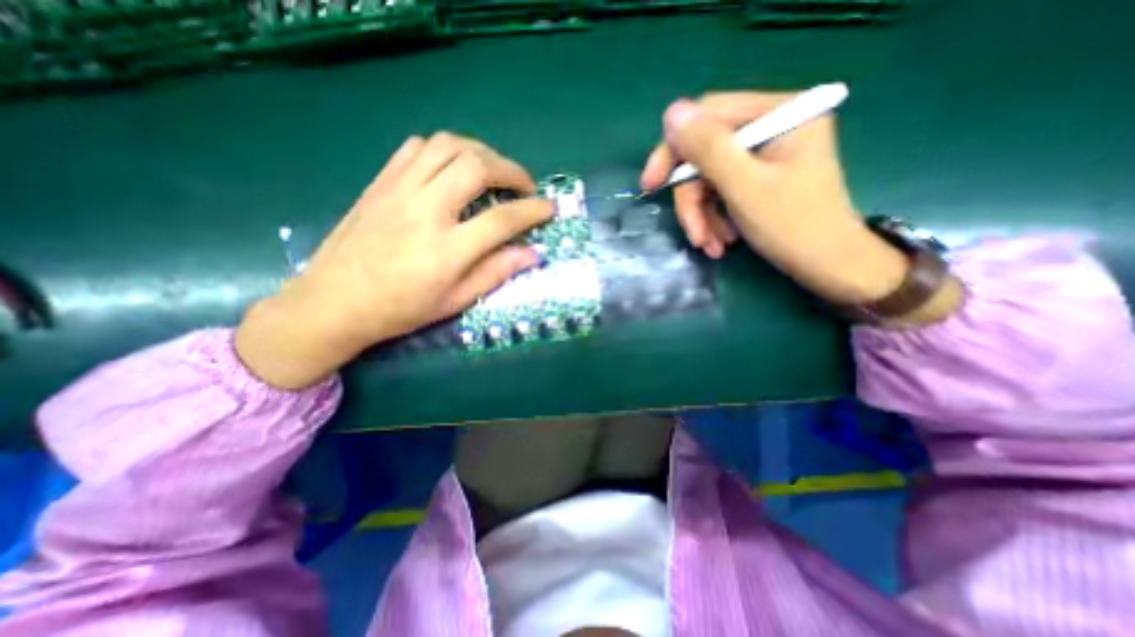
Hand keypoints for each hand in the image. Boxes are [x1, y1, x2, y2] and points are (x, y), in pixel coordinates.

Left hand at [237, 133, 554, 388]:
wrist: (332, 302)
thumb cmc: (399, 310)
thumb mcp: (454, 302)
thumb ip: (495, 273)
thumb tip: (532, 254)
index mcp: (446, 250)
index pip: (502, 219)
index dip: (533, 211)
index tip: (550, 208)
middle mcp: (425, 211)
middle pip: (477, 167)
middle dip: (512, 170)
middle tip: (524, 186)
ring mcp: (399, 190)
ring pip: (449, 146)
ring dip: (481, 152)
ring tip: (494, 171)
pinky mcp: (381, 182)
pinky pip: (417, 148)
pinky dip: (445, 150)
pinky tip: (454, 168)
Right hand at [642, 89, 911, 306]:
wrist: (830, 266)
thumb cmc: (794, 227)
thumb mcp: (745, 187)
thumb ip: (709, 149)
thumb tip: (672, 113)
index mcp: (780, 112)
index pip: (708, 116)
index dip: (674, 149)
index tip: (651, 185)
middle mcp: (773, 125)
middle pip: (706, 154)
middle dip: (693, 199)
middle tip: (694, 235)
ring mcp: (766, 153)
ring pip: (709, 178)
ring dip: (703, 216)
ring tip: (711, 246)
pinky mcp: (760, 177)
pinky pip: (721, 192)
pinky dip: (715, 218)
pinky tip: (721, 242)